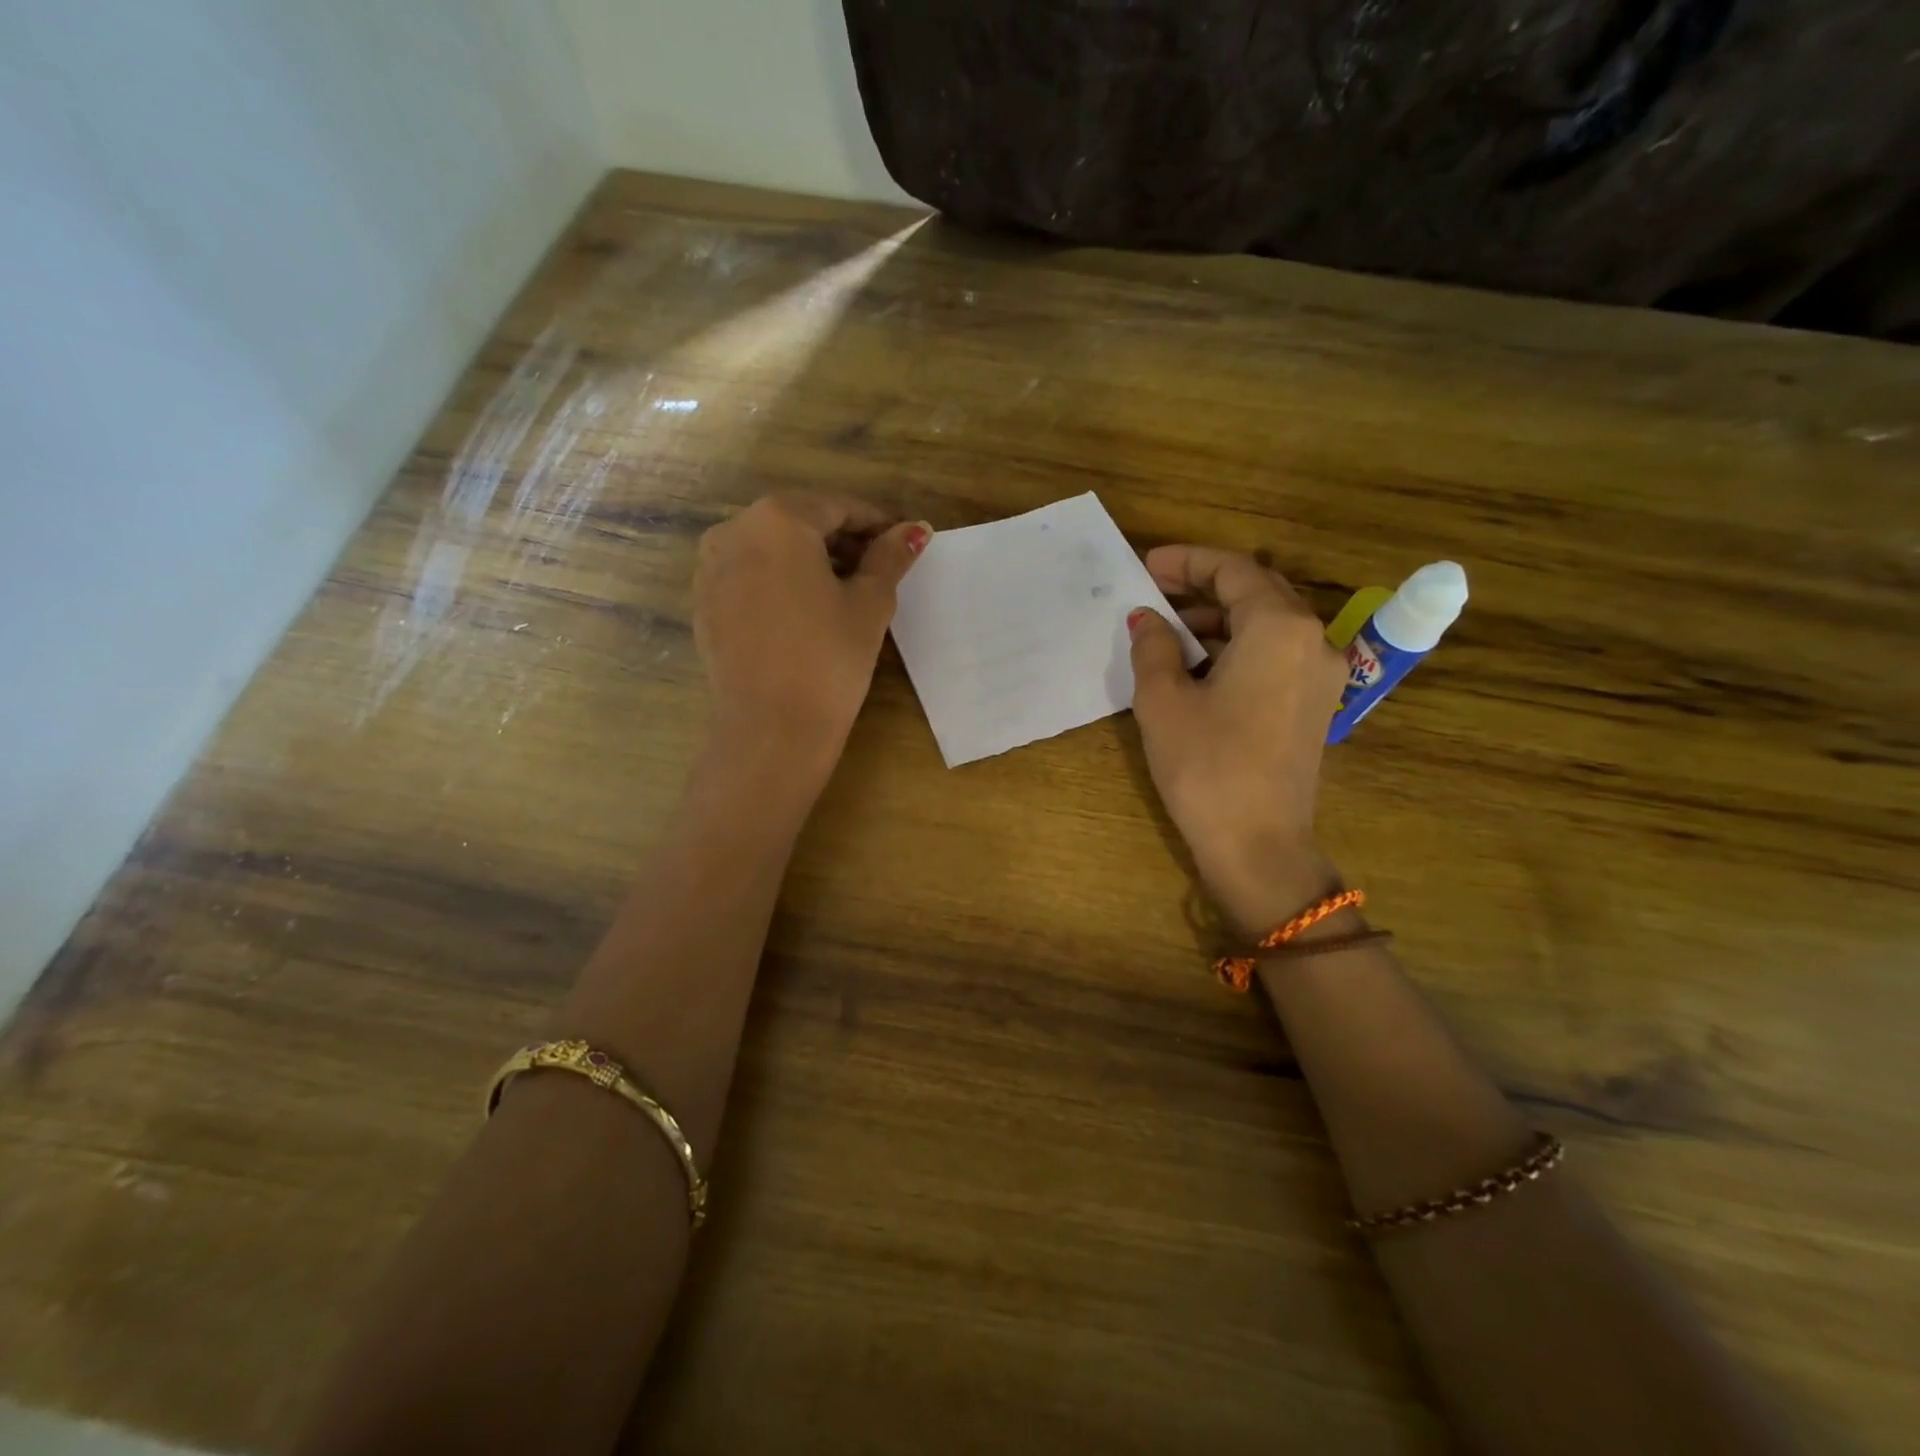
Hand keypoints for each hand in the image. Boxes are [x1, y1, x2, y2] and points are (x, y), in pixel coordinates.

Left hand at [694, 493, 928, 781]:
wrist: (771, 727)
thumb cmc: (829, 658)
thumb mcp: (870, 604)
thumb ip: (890, 558)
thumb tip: (915, 530)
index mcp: (779, 519)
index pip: (839, 507)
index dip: (876, 523)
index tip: (903, 542)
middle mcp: (734, 531)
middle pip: (801, 522)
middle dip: (842, 540)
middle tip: (880, 570)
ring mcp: (711, 568)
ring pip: (772, 548)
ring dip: (810, 560)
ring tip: (845, 593)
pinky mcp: (704, 603)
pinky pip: (750, 576)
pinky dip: (780, 582)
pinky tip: (806, 613)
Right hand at [1127, 546, 1347, 933]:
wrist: (1258, 844)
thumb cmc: (1205, 765)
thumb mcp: (1164, 700)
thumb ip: (1154, 647)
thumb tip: (1146, 619)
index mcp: (1279, 628)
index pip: (1233, 570)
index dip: (1186, 562)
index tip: (1146, 566)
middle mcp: (1313, 640)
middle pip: (1257, 591)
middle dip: (1204, 586)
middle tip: (1154, 593)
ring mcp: (1321, 674)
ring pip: (1268, 624)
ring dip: (1220, 618)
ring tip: (1168, 631)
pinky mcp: (1315, 704)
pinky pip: (1277, 655)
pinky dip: (1238, 647)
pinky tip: (1199, 664)